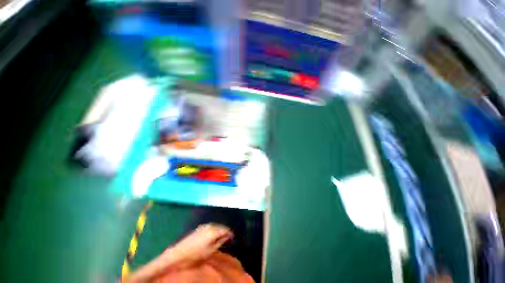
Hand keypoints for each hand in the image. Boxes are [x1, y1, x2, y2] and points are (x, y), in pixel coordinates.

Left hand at [172, 223, 232, 262]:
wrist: (179, 253)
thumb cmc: (196, 254)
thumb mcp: (211, 250)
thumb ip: (221, 241)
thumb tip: (228, 236)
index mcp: (214, 231)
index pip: (226, 229)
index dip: (230, 234)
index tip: (232, 238)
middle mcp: (210, 225)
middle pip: (221, 226)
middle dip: (225, 231)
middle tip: (227, 238)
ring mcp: (204, 225)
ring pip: (216, 225)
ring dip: (220, 230)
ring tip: (221, 237)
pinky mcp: (200, 227)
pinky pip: (211, 226)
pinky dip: (214, 229)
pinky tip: (213, 235)